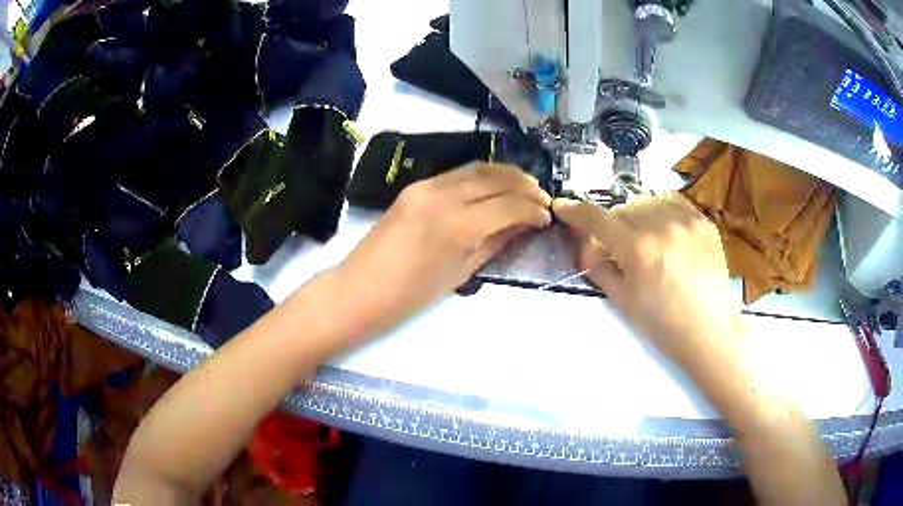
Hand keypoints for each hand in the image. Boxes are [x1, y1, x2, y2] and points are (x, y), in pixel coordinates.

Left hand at [335, 162, 551, 338]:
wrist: (358, 290)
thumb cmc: (409, 297)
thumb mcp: (459, 274)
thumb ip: (493, 243)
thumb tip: (521, 225)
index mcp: (456, 224)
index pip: (508, 204)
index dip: (533, 208)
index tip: (547, 217)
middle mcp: (442, 195)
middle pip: (495, 178)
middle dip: (524, 185)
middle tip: (542, 198)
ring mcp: (425, 186)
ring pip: (476, 169)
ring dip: (505, 175)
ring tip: (524, 188)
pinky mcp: (414, 187)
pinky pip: (456, 174)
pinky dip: (481, 177)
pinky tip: (493, 188)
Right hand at [553, 194, 744, 370]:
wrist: (710, 331)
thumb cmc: (663, 325)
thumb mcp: (623, 302)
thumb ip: (599, 268)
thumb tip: (585, 247)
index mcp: (638, 249)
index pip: (597, 219)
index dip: (576, 211)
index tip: (563, 206)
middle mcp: (661, 225)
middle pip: (622, 210)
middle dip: (613, 225)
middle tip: (617, 247)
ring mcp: (686, 220)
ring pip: (647, 203)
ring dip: (638, 217)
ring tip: (646, 240)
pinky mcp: (703, 222)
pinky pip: (673, 203)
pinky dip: (661, 211)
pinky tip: (665, 230)